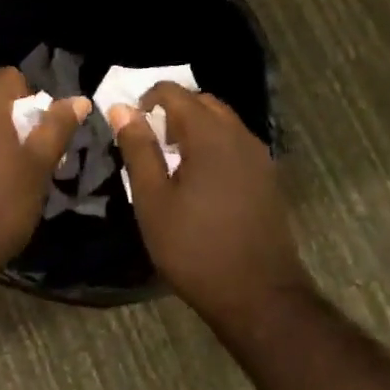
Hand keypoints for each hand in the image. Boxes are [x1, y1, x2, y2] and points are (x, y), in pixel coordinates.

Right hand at [111, 85, 306, 319]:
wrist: (259, 297)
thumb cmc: (195, 248)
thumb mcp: (152, 199)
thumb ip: (138, 148)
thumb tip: (121, 108)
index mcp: (210, 135)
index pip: (176, 93)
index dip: (147, 99)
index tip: (130, 126)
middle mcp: (240, 136)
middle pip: (203, 103)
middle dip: (172, 110)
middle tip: (148, 141)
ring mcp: (259, 158)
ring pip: (222, 122)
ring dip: (194, 128)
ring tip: (170, 160)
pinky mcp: (267, 179)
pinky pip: (235, 144)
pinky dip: (213, 145)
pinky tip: (198, 179)